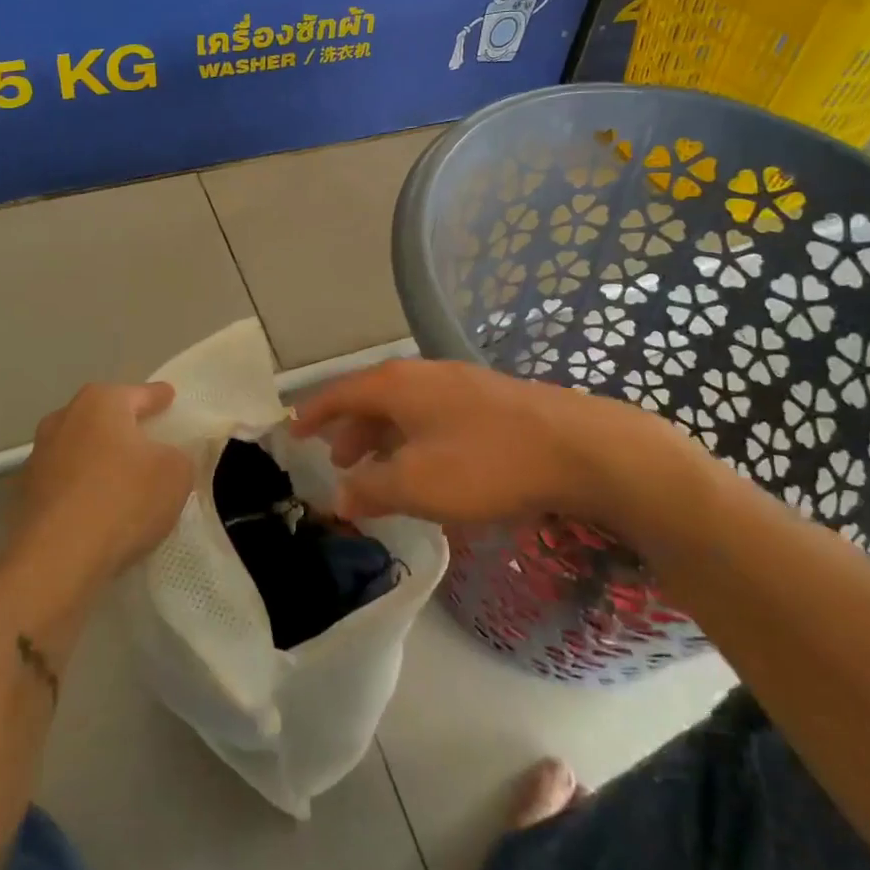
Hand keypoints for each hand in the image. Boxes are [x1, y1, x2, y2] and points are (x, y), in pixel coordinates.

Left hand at [12, 382, 192, 580]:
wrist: (55, 561)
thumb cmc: (123, 500)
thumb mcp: (176, 474)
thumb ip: (177, 456)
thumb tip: (165, 459)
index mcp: (101, 403)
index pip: (139, 394)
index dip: (158, 398)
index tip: (169, 397)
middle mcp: (64, 420)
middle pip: (102, 419)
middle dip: (122, 428)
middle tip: (147, 441)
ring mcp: (37, 459)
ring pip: (79, 451)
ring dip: (97, 461)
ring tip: (122, 482)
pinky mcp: (22, 498)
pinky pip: (63, 485)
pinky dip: (79, 492)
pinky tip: (96, 513)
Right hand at [292, 360, 705, 529]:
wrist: (577, 447)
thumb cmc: (485, 463)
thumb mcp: (417, 483)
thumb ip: (371, 488)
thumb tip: (339, 495)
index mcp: (397, 384)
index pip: (340, 393)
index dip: (313, 414)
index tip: (292, 432)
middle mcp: (423, 374)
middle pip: (372, 398)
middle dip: (349, 429)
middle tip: (335, 460)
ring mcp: (459, 384)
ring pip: (405, 408)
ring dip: (382, 436)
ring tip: (375, 469)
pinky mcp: (488, 401)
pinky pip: (432, 416)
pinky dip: (413, 439)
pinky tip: (426, 466)